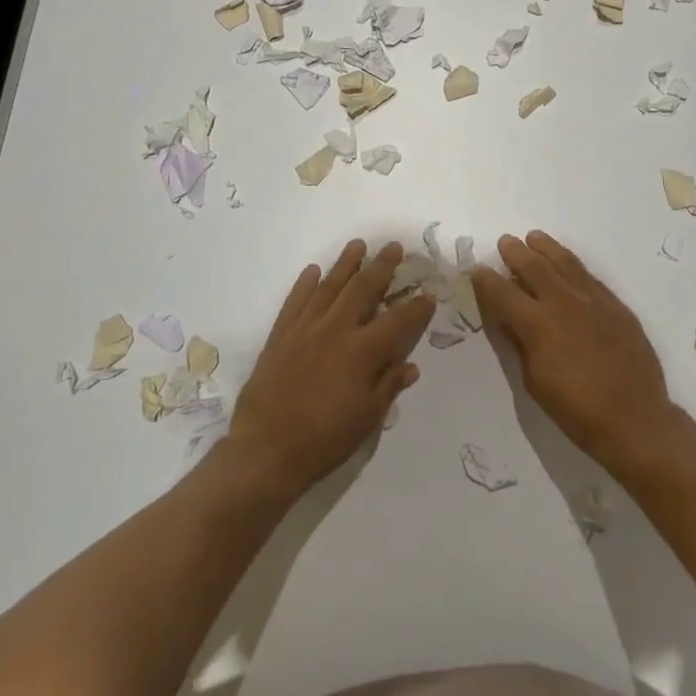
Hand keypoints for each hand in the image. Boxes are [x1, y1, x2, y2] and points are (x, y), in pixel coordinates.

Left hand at [226, 240, 430, 496]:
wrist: (266, 450)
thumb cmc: (324, 440)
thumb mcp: (367, 418)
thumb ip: (388, 386)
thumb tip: (410, 366)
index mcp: (362, 352)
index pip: (398, 321)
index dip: (416, 307)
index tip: (429, 294)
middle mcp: (336, 330)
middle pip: (363, 289)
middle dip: (382, 266)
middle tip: (394, 247)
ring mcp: (305, 328)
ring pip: (329, 286)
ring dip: (345, 263)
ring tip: (358, 245)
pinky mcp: (280, 334)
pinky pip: (295, 300)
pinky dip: (305, 283)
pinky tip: (314, 270)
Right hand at [472, 231, 680, 472]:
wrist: (635, 419)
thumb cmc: (576, 410)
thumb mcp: (534, 381)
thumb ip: (518, 343)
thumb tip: (506, 319)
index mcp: (537, 324)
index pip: (503, 292)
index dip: (486, 279)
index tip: (476, 269)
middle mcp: (564, 302)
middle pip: (534, 266)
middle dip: (515, 252)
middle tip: (505, 242)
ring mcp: (593, 300)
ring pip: (565, 262)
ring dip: (546, 248)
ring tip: (534, 237)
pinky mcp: (616, 306)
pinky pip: (589, 276)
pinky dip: (573, 265)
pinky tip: (567, 263)